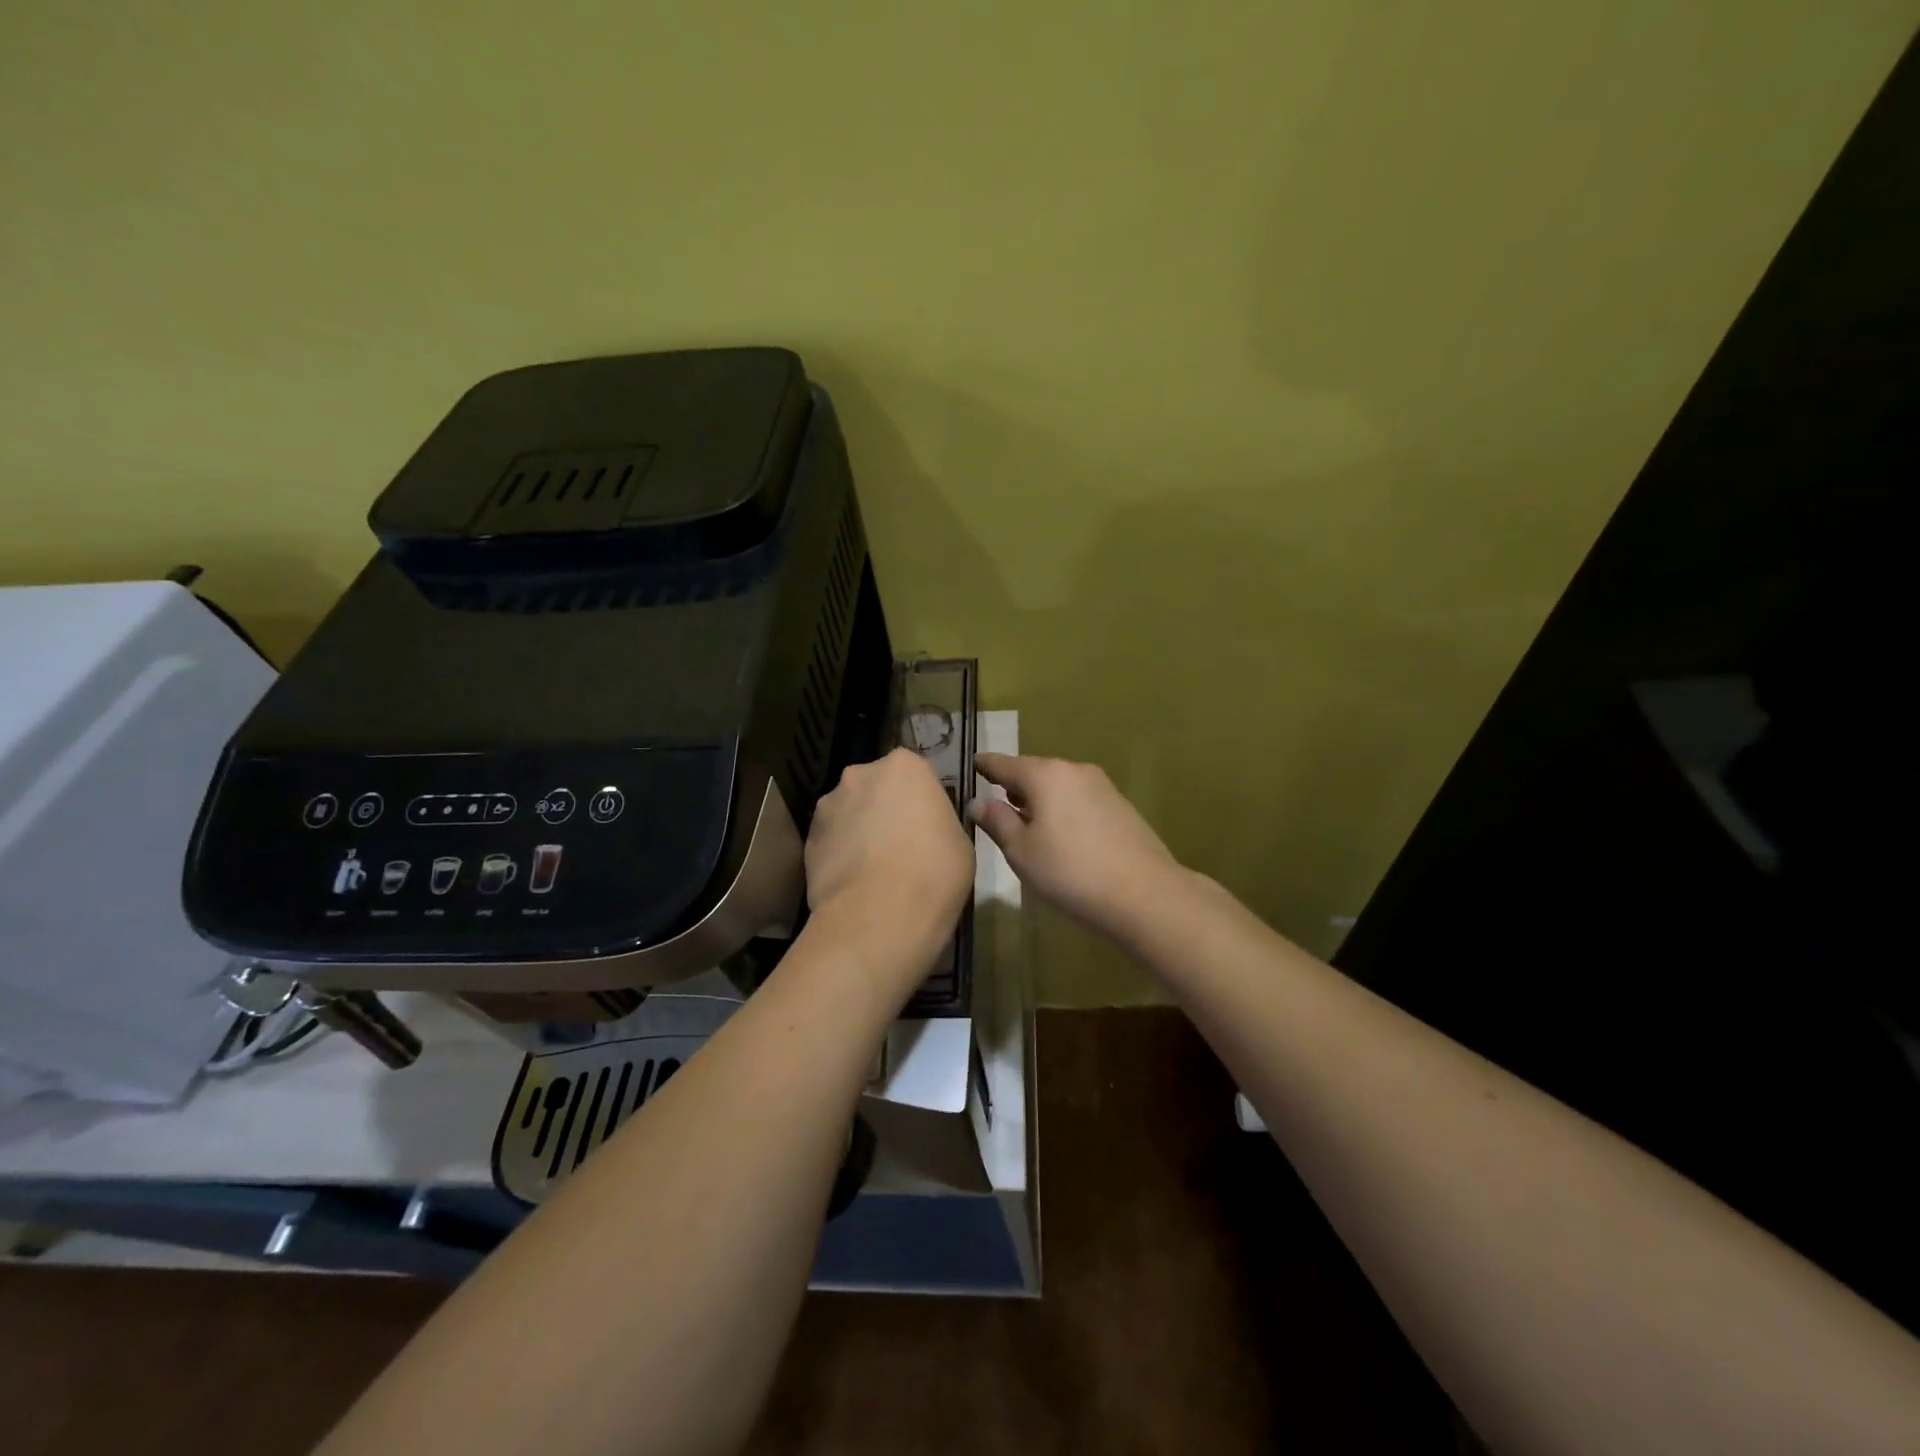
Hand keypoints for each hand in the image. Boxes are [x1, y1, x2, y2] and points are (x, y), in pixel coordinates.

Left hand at [805, 748, 974, 970]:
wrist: (878, 917)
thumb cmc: (934, 873)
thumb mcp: (960, 842)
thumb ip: (939, 821)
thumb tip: (925, 828)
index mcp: (905, 766)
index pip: (915, 774)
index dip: (920, 801)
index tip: (926, 825)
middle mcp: (860, 774)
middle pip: (875, 787)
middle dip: (884, 808)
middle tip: (900, 844)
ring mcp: (829, 805)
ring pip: (849, 812)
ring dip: (858, 829)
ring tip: (872, 868)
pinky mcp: (807, 838)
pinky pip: (831, 840)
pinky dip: (840, 854)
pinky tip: (853, 882)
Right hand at [970, 753, 1184, 941]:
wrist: (1144, 894)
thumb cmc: (1070, 872)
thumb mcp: (1021, 851)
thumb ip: (997, 821)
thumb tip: (977, 802)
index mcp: (1045, 775)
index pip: (1004, 764)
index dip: (985, 766)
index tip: (972, 765)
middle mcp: (1074, 770)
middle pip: (1034, 772)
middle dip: (1013, 785)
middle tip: (995, 802)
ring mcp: (1101, 786)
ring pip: (1059, 785)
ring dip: (1040, 798)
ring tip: (1025, 821)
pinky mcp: (1120, 805)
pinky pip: (1079, 799)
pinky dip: (1063, 808)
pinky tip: (1061, 833)